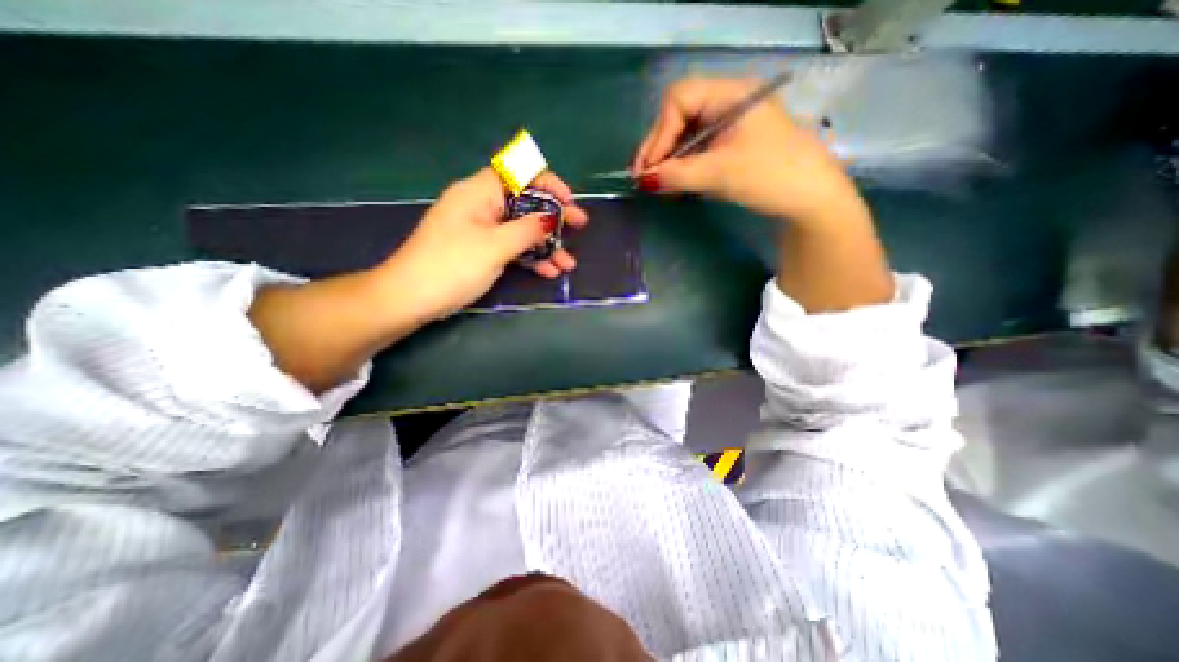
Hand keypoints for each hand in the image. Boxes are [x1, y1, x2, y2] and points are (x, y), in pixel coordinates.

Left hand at [378, 167, 587, 320]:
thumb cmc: (452, 266)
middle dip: (553, 216)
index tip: (568, 201)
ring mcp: (481, 229)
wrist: (411, 297)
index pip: (518, 172)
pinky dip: (530, 256)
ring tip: (567, 263)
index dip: (547, 182)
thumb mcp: (495, 246)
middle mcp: (481, 205)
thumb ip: (527, 229)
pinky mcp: (481, 250)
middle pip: (524, 201)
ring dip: (545, 244)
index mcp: (479, 192)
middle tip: (579, 227)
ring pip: (521, 228)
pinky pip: (511, 246)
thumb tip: (552, 217)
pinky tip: (549, 271)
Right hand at [630, 76, 861, 224]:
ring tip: (657, 185)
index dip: (659, 133)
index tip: (649, 168)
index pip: (679, 100)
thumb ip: (678, 175)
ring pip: (686, 135)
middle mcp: (727, 103)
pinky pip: (697, 150)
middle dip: (659, 148)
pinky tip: (674, 183)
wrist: (809, 199)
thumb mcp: (720, 174)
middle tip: (644, 178)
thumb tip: (644, 180)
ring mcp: (728, 125)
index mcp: (730, 94)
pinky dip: (682, 166)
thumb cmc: (771, 176)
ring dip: (668, 159)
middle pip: (679, 116)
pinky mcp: (730, 145)